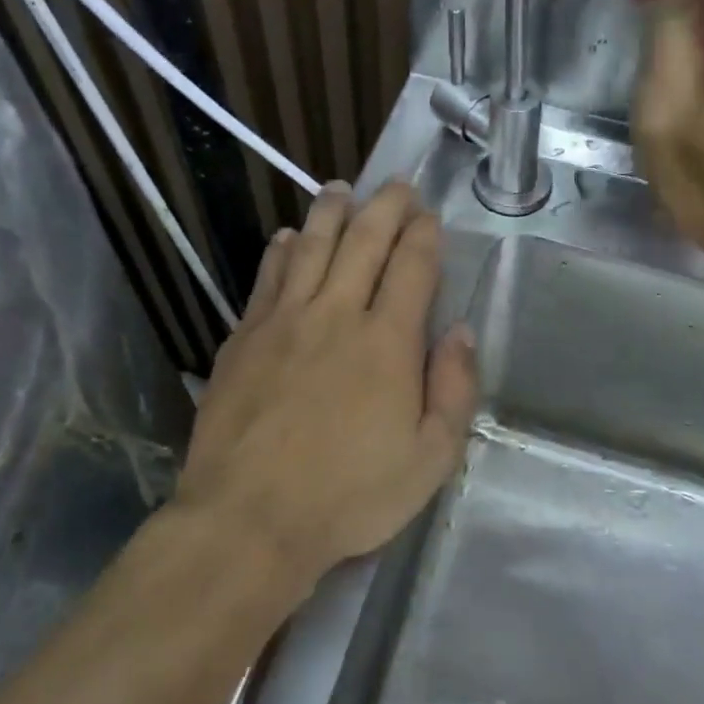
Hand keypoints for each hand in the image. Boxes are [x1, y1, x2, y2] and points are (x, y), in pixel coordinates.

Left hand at [173, 182, 477, 586]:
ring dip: (330, 213)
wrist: (250, 518)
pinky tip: (285, 237)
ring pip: (309, 247)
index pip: (411, 267)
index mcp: (387, 342)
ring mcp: (283, 322)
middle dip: (385, 207)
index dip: (423, 235)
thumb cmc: (350, 496)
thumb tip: (460, 331)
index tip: (429, 216)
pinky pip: (266, 278)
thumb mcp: (430, 459)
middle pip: (363, 242)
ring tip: (340, 190)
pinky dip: (279, 250)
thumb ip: (453, 390)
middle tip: (396, 185)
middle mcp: (335, 315)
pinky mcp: (243, 338)